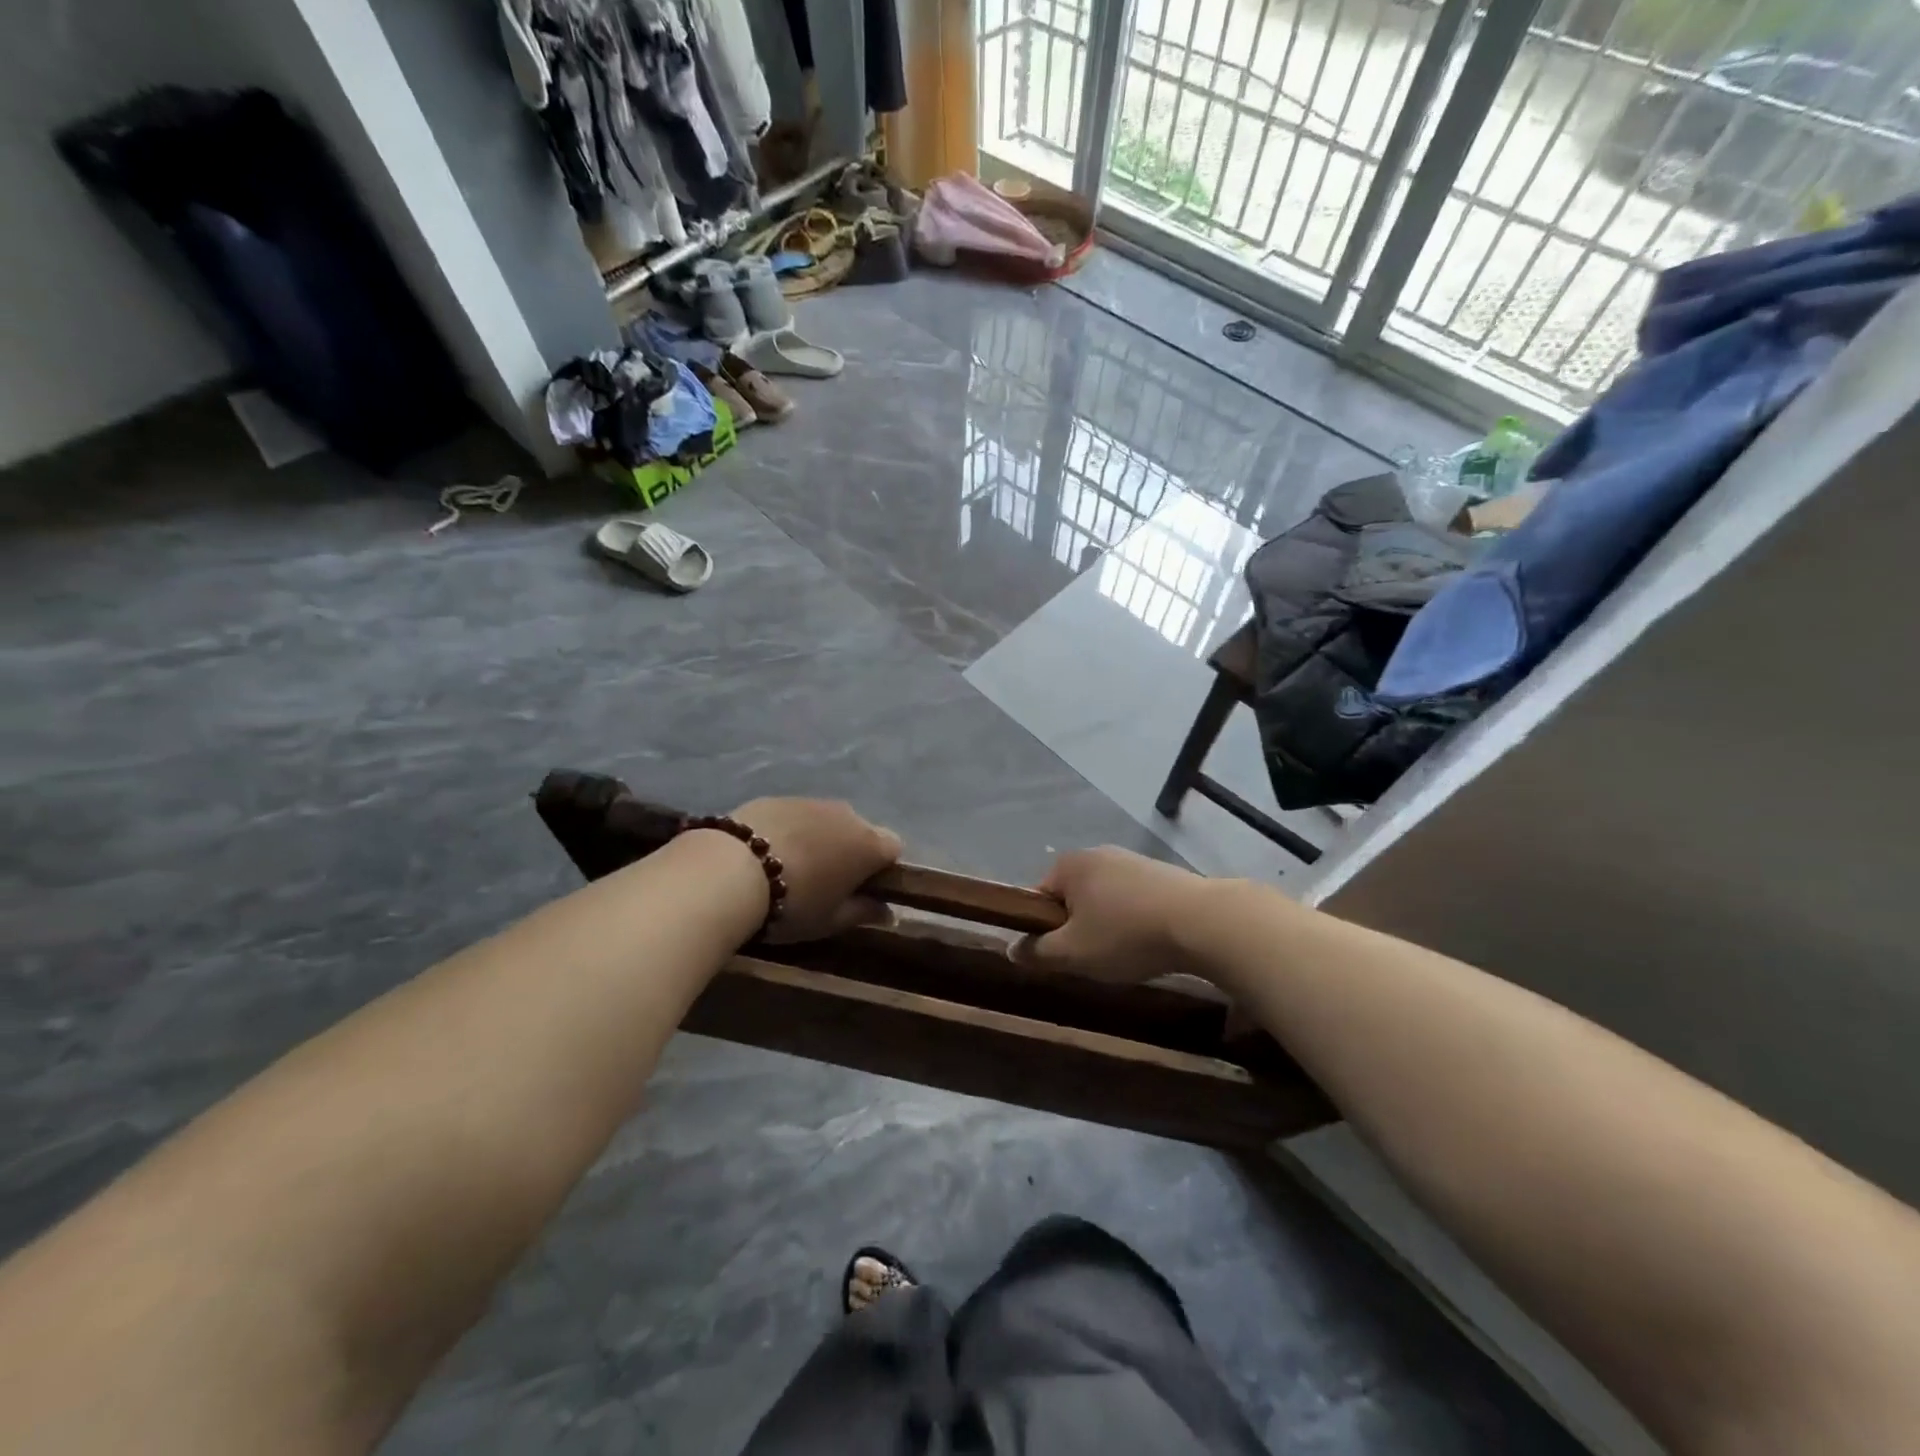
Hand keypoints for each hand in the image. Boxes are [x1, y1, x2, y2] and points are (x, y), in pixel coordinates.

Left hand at [729, 798, 901, 942]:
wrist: (730, 871)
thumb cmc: (793, 903)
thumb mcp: (831, 920)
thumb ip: (864, 913)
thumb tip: (889, 913)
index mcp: (868, 844)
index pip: (894, 848)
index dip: (882, 868)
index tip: (862, 889)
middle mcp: (847, 814)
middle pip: (861, 831)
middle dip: (850, 851)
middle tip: (826, 882)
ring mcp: (811, 801)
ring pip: (828, 821)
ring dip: (820, 839)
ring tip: (792, 867)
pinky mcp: (778, 798)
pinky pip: (797, 815)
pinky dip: (791, 830)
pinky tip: (767, 853)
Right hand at [1014, 847, 1210, 983]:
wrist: (1202, 922)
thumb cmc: (1126, 934)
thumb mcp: (1072, 953)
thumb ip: (1037, 952)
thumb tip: (1011, 949)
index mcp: (1069, 864)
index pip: (1038, 898)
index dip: (1042, 930)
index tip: (1060, 956)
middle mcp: (1097, 853)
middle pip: (1072, 898)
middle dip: (1077, 928)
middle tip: (1091, 959)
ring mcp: (1132, 860)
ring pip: (1104, 900)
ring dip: (1107, 926)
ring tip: (1125, 955)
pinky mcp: (1161, 873)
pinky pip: (1133, 900)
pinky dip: (1134, 921)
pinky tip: (1150, 942)